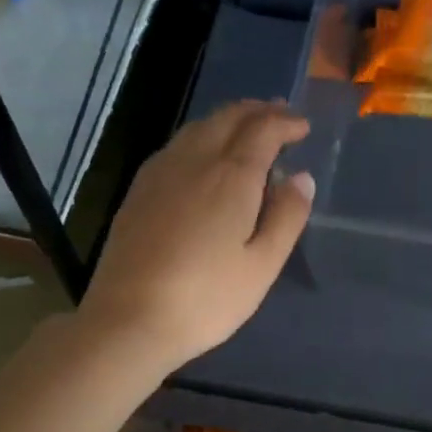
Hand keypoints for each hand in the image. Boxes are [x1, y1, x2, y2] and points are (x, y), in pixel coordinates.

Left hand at [79, 101, 313, 372]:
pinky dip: (202, 136)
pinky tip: (204, 155)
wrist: (129, 320)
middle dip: (257, 111)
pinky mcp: (139, 190)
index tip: (302, 127)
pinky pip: (177, 145)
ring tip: (247, 128)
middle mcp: (194, 161)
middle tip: (280, 116)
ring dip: (228, 120)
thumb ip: (287, 217)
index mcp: (231, 176)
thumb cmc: (207, 298)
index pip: (263, 130)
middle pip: (228, 118)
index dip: (286, 123)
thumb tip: (301, 177)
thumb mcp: (262, 265)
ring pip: (199, 127)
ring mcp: (161, 172)